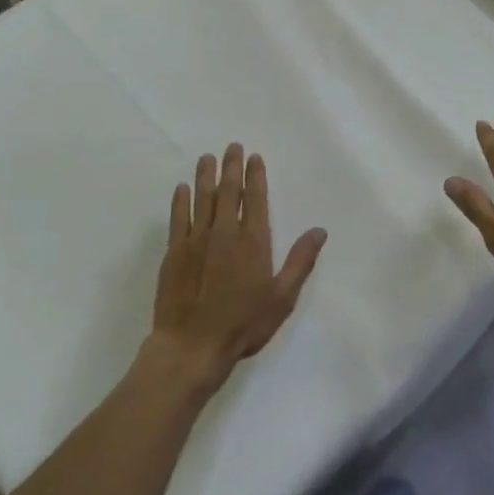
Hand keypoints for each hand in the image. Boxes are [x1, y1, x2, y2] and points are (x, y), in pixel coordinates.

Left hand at [148, 144, 325, 391]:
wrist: (191, 347)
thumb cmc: (242, 324)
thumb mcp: (282, 298)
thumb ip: (300, 261)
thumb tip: (319, 230)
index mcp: (252, 241)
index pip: (254, 199)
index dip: (255, 176)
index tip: (254, 157)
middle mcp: (224, 233)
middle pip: (228, 191)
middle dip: (231, 167)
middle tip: (232, 147)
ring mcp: (196, 240)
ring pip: (202, 199)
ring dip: (206, 176)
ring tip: (208, 158)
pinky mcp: (174, 253)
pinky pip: (178, 218)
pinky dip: (180, 201)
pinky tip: (182, 188)